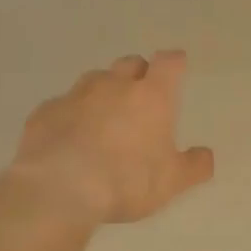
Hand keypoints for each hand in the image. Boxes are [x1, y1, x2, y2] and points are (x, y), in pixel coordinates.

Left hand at [12, 52, 214, 224]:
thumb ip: (194, 166)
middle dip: (138, 74)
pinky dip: (71, 115)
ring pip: (94, 80)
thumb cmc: (127, 180)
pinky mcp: (44, 112)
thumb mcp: (172, 182)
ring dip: (103, 92)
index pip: (168, 63)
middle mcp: (113, 85)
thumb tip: (205, 155)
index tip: (177, 66)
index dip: (174, 63)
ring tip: (104, 119)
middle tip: (141, 97)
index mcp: (151, 97)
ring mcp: (75, 95)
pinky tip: (70, 138)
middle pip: (130, 64)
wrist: (59, 188)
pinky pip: (63, 105)